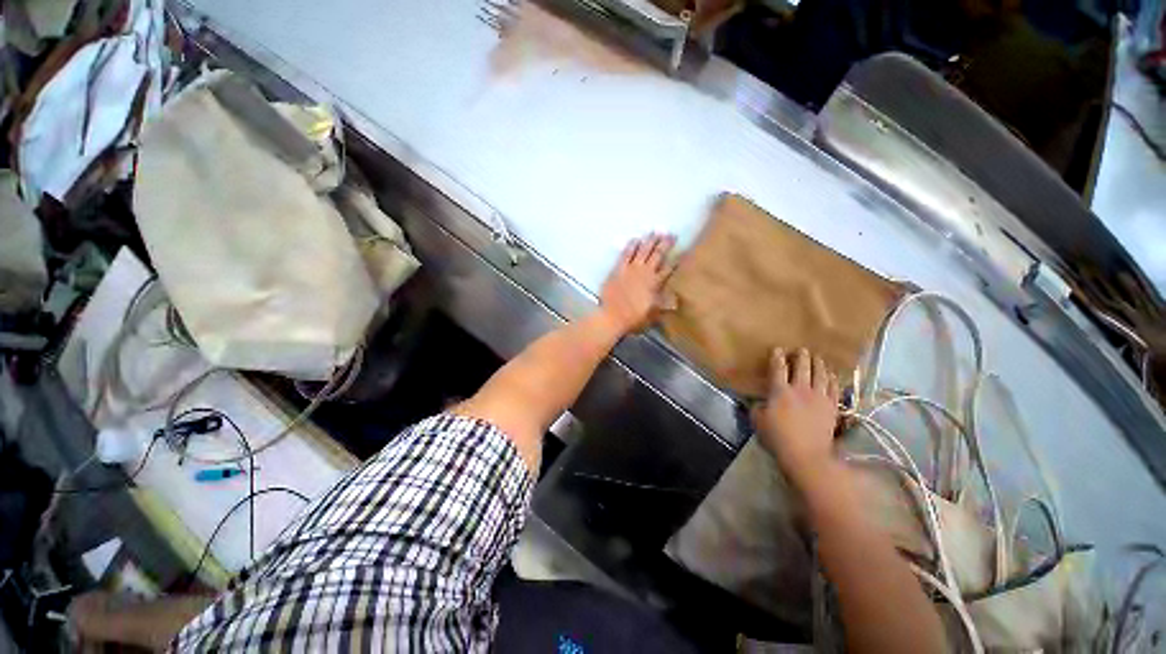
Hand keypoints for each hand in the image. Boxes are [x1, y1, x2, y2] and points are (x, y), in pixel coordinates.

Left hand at [599, 233, 675, 335]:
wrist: (613, 316)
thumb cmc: (635, 317)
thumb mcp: (654, 313)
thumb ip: (665, 304)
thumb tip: (676, 301)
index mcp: (656, 283)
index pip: (669, 268)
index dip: (676, 259)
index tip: (683, 251)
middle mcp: (645, 272)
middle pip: (657, 254)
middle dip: (665, 244)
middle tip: (671, 234)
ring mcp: (631, 269)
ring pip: (643, 250)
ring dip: (650, 241)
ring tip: (656, 232)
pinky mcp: (618, 269)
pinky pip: (626, 254)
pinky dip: (631, 246)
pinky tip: (635, 239)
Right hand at [753, 347, 840, 490]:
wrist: (807, 455)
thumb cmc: (778, 438)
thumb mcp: (758, 421)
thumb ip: (757, 407)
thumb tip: (759, 401)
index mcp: (780, 391)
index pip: (778, 368)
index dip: (777, 357)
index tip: (778, 349)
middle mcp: (800, 389)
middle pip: (802, 367)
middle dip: (801, 356)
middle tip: (801, 350)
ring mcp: (818, 397)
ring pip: (820, 374)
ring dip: (818, 364)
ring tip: (817, 358)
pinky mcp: (832, 406)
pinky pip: (833, 387)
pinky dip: (832, 379)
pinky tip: (831, 375)